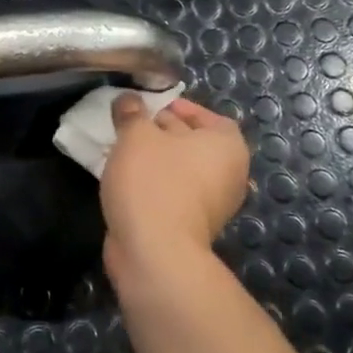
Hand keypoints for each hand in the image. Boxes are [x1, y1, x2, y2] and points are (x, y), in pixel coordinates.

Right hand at [100, 94, 249, 272]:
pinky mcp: (192, 227)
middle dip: (163, 131)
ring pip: (181, 170)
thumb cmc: (153, 181)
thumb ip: (132, 112)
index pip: (209, 116)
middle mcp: (229, 174)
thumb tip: (128, 99)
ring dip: (155, 160)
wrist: (155, 252)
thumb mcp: (136, 135)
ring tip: (122, 150)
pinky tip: (126, 180)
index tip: (152, 106)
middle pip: (194, 143)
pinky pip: (173, 194)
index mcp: (228, 146)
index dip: (181, 107)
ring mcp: (213, 205)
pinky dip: (153, 184)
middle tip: (130, 124)